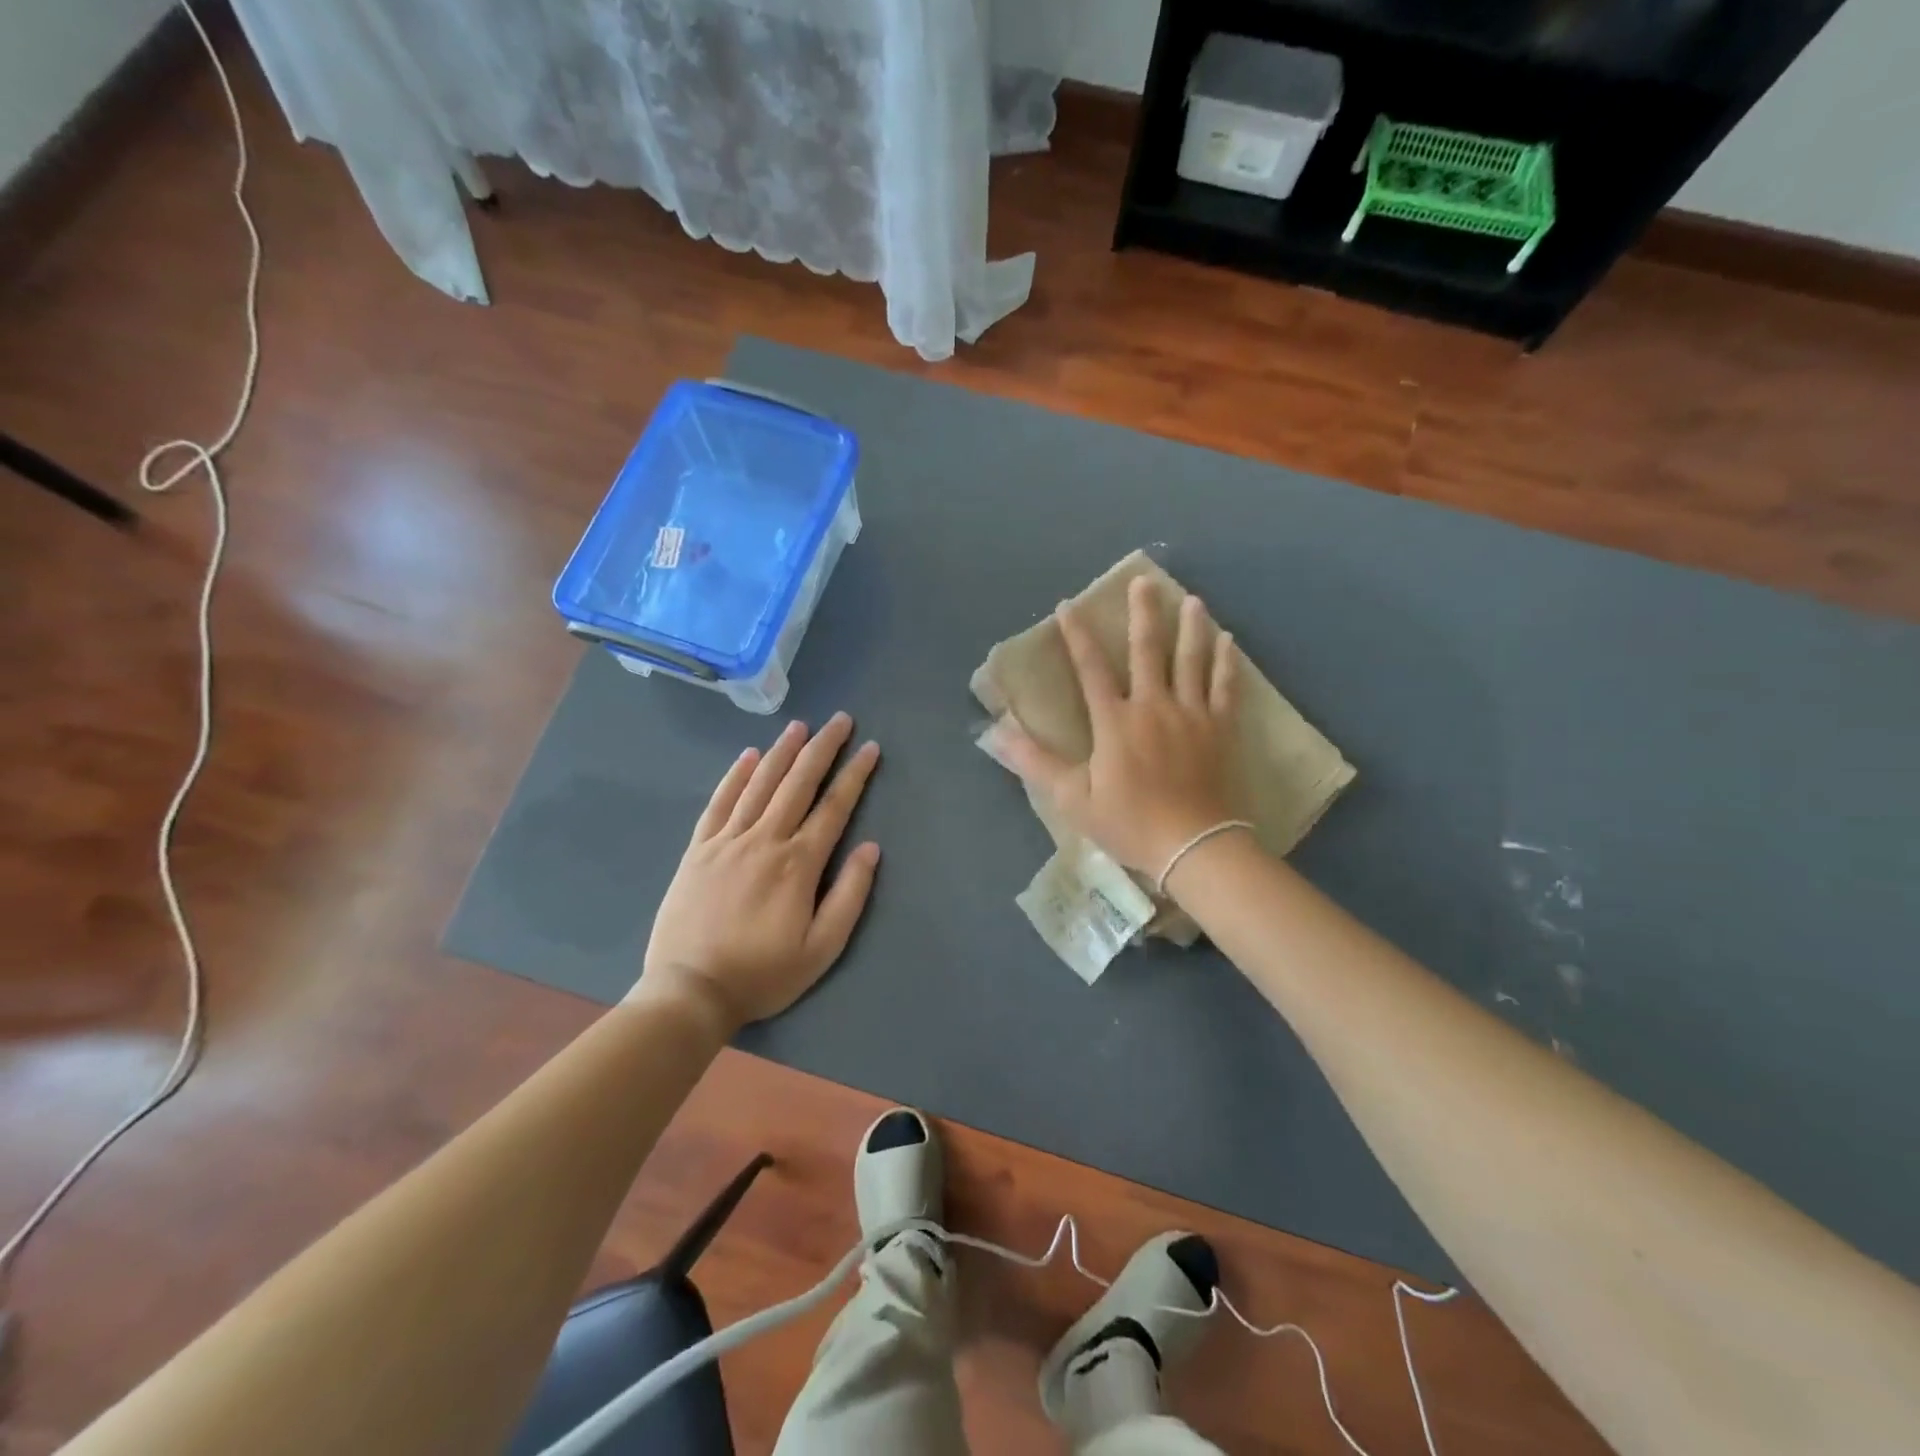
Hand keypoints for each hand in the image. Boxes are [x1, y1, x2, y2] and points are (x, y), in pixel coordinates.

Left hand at [637, 713, 880, 1027]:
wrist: (690, 990)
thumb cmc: (763, 973)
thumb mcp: (821, 949)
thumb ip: (850, 896)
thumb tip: (870, 848)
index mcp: (798, 863)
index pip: (834, 807)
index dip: (855, 775)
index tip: (869, 748)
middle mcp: (764, 840)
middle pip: (798, 783)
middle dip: (822, 748)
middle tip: (840, 720)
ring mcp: (727, 841)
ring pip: (760, 784)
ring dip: (782, 752)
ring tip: (800, 726)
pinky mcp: (699, 850)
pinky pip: (719, 803)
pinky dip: (734, 776)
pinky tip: (747, 756)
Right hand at [992, 576, 1240, 880]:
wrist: (1192, 845)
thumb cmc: (1129, 822)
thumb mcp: (1072, 797)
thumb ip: (1035, 761)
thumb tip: (995, 733)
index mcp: (1115, 720)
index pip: (1091, 667)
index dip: (1076, 635)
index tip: (1068, 605)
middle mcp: (1153, 705)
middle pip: (1147, 649)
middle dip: (1143, 613)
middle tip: (1145, 581)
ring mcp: (1191, 714)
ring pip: (1191, 660)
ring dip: (1190, 627)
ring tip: (1192, 600)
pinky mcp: (1220, 728)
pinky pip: (1225, 687)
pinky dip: (1226, 662)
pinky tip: (1229, 640)